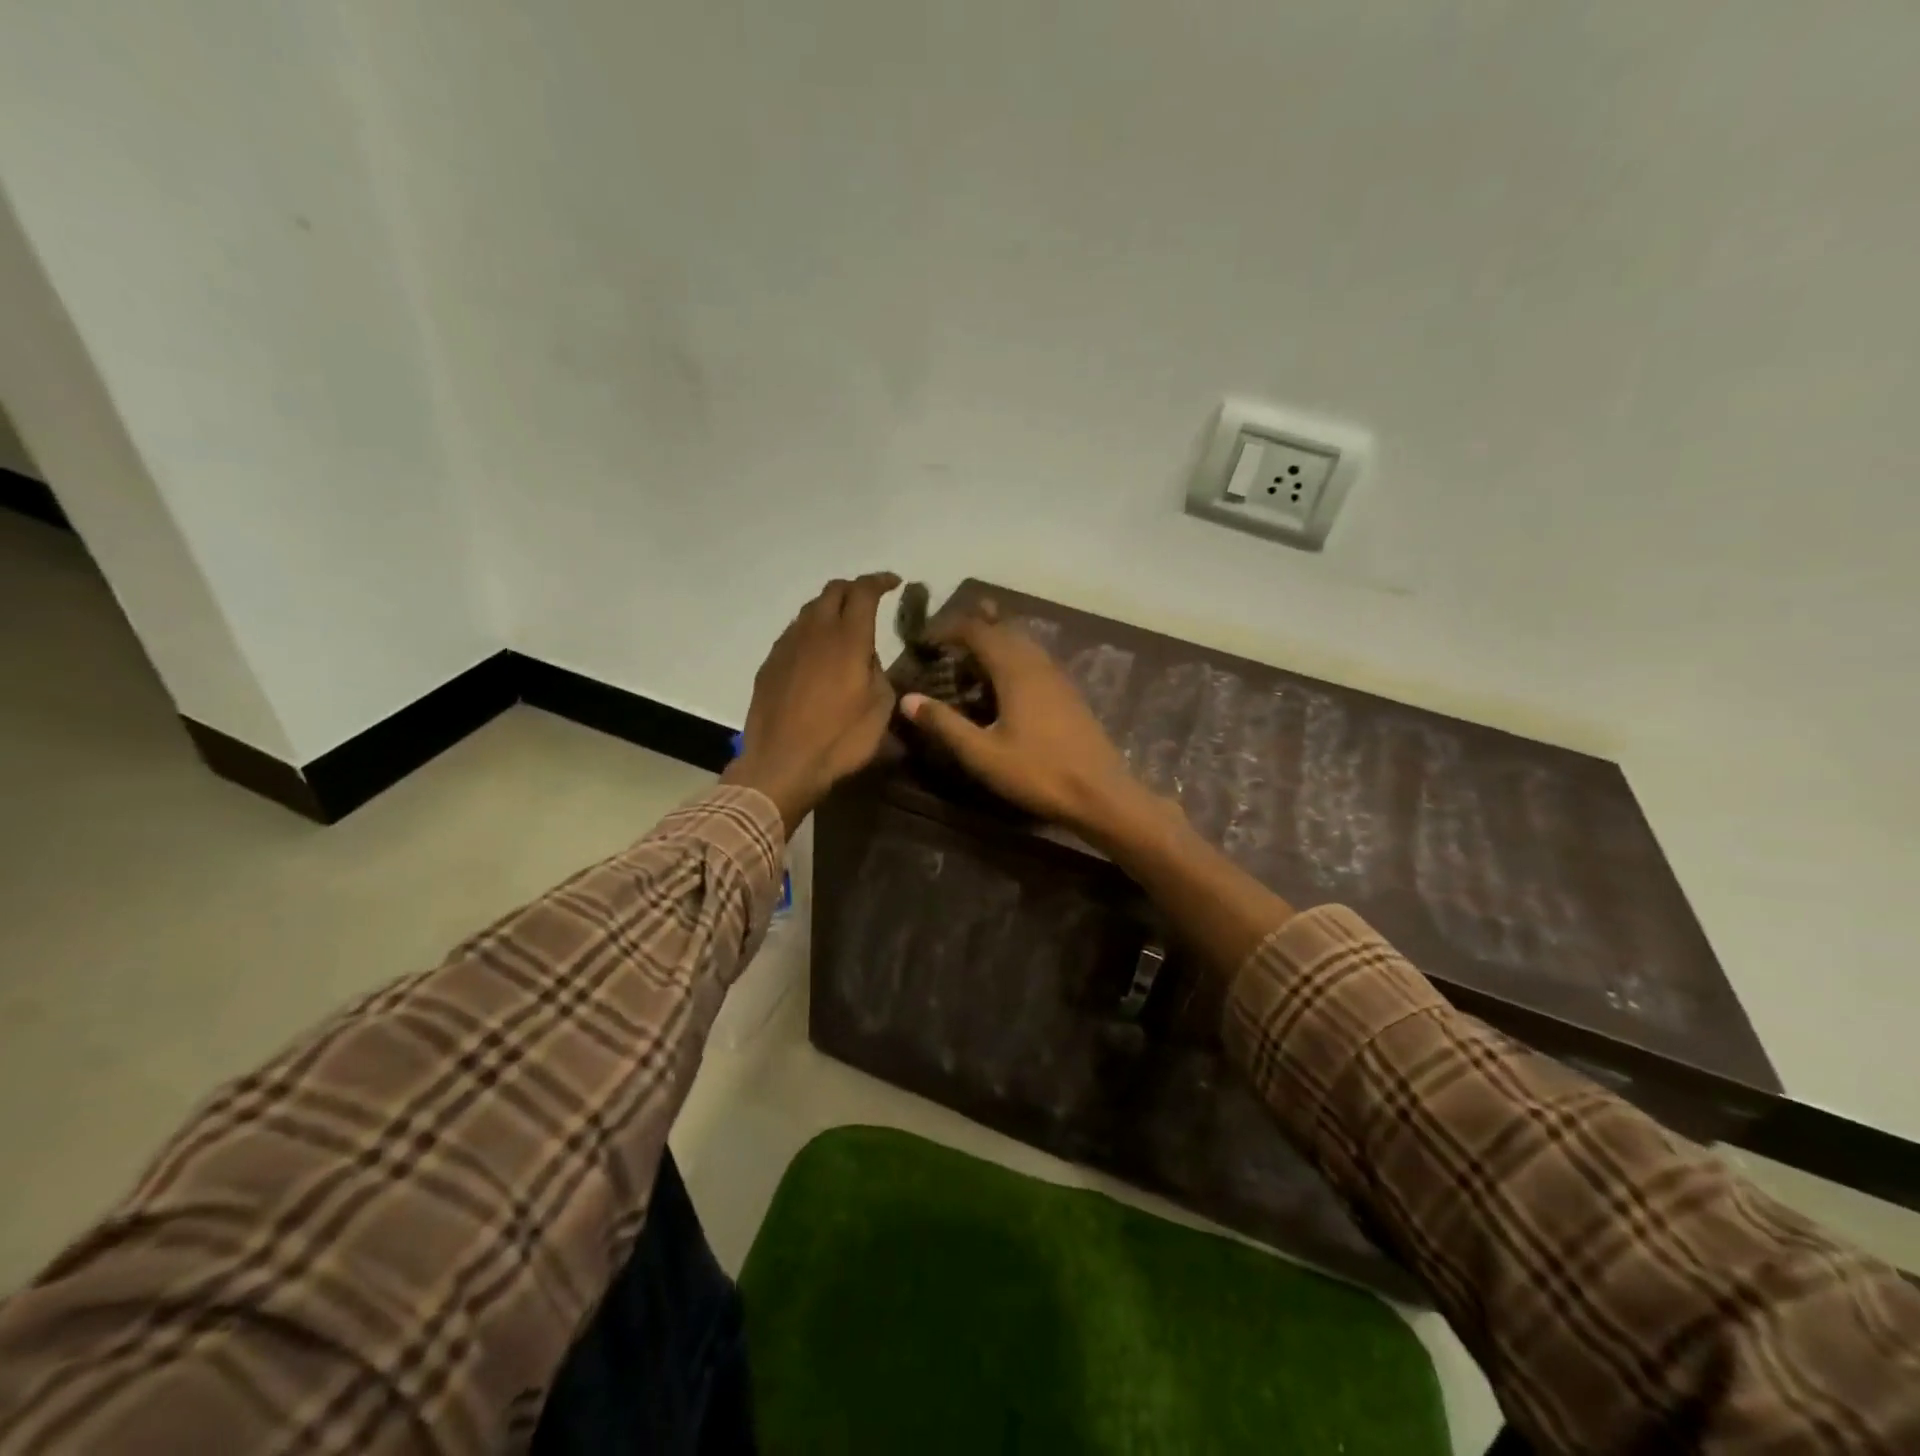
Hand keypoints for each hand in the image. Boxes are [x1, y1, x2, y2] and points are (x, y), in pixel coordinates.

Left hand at [722, 572, 900, 836]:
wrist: (782, 764)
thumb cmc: (840, 740)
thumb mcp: (880, 708)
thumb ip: (877, 672)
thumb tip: (866, 658)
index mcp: (848, 638)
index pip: (863, 591)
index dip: (880, 581)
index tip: (894, 583)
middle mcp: (815, 632)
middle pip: (833, 591)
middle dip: (853, 588)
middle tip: (869, 599)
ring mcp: (787, 646)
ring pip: (809, 610)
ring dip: (829, 609)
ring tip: (843, 625)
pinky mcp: (769, 664)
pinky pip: (793, 634)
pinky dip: (810, 632)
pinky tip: (816, 653)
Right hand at [899, 609, 1151, 838]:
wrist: (1101, 793)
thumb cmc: (1038, 773)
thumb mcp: (982, 754)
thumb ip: (944, 724)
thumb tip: (907, 699)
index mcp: (1015, 669)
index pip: (977, 630)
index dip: (948, 629)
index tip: (924, 642)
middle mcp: (1038, 663)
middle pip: (1003, 628)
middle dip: (972, 628)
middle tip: (944, 645)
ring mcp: (1058, 676)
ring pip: (1022, 642)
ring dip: (994, 641)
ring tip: (969, 662)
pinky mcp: (1069, 693)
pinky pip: (1035, 659)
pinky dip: (1012, 658)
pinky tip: (1004, 685)